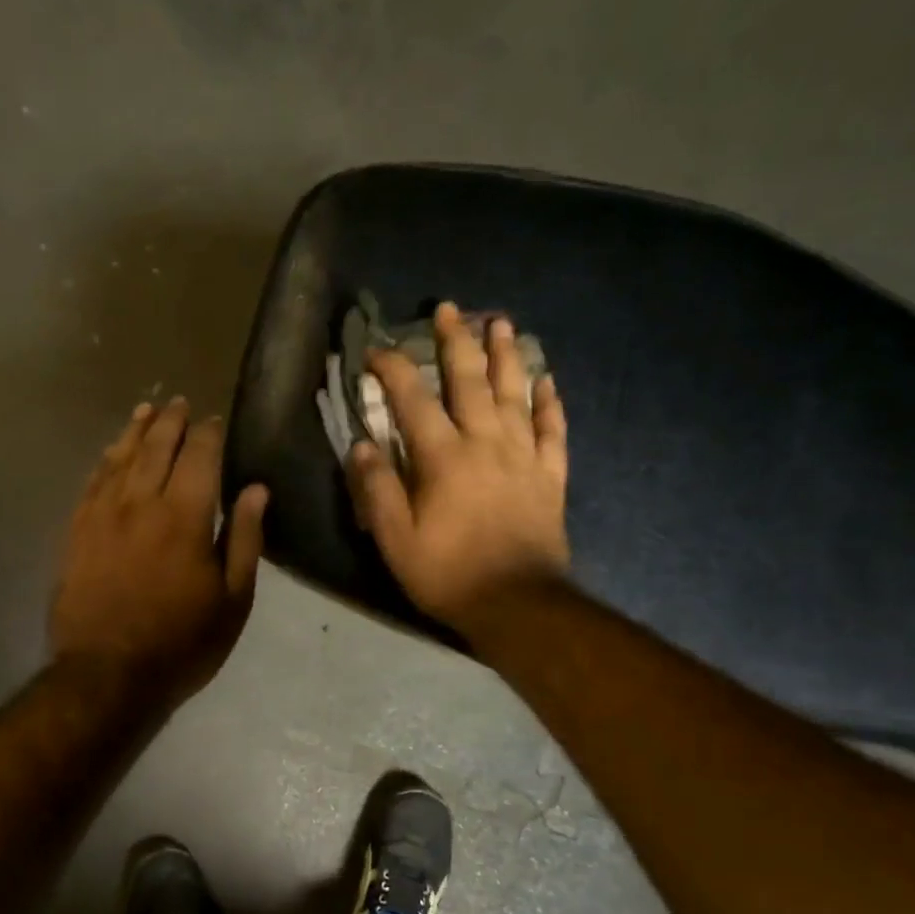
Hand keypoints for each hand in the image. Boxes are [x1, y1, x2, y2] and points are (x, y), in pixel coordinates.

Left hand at [51, 397, 269, 705]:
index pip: (199, 456)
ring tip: (147, 410)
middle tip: (179, 403)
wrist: (107, 675)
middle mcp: (140, 503)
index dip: (209, 433)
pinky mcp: (77, 531)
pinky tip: (112, 450)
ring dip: (136, 430)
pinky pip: (92, 481)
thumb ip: (243, 538)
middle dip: (171, 421)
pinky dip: (106, 459)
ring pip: (120, 457)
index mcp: (184, 516)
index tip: (215, 420)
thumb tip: (256, 488)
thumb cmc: (181, 643)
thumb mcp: (232, 600)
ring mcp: (102, 514)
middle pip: (156, 446)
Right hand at [348, 302, 569, 635]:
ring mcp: (523, 457)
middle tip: (450, 309)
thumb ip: (377, 489)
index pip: (413, 400)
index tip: (376, 351)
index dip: (393, 370)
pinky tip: (547, 380)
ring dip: (506, 356)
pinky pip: (553, 430)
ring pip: (515, 394)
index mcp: (443, 458)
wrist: (517, 604)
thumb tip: (362, 445)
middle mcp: (485, 444)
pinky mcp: (549, 476)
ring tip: (501, 324)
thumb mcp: (395, 539)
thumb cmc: (447, 573)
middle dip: (456, 342)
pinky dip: (550, 402)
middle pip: (469, 382)